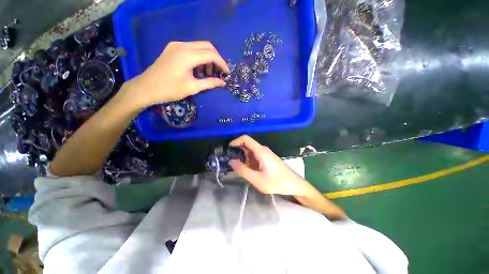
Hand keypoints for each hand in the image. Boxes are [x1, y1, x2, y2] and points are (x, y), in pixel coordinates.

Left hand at [128, 41, 229, 108]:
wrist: (145, 88)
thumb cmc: (169, 89)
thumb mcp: (192, 88)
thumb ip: (210, 83)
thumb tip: (223, 83)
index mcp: (188, 55)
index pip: (211, 54)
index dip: (222, 63)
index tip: (227, 73)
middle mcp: (182, 45)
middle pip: (207, 46)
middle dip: (216, 59)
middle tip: (219, 72)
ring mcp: (176, 45)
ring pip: (199, 46)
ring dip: (207, 58)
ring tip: (208, 73)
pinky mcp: (172, 48)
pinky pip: (191, 49)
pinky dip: (198, 57)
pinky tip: (198, 69)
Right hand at [230, 135, 313, 195]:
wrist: (294, 184)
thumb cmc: (278, 182)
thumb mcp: (258, 180)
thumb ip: (243, 170)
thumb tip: (231, 161)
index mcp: (261, 151)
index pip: (245, 139)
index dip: (235, 141)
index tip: (227, 150)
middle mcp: (262, 150)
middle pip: (246, 145)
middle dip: (236, 151)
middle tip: (228, 161)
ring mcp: (264, 154)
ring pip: (249, 152)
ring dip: (241, 158)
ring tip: (235, 168)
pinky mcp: (265, 159)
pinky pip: (253, 157)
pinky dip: (247, 162)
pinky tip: (245, 171)